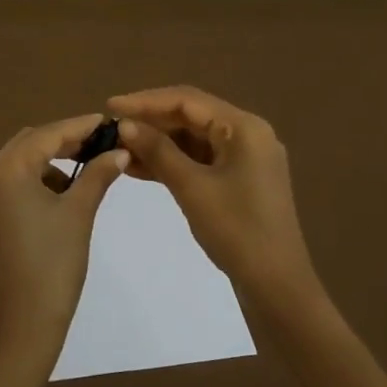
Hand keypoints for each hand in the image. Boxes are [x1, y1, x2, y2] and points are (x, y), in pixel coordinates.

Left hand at [0, 115, 129, 376]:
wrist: (20, 328)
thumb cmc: (53, 266)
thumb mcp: (79, 215)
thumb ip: (97, 175)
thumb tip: (119, 151)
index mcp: (5, 171)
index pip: (47, 135)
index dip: (79, 126)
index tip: (108, 122)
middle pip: (28, 145)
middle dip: (63, 142)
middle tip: (99, 145)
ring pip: (16, 166)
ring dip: (48, 164)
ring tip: (83, 177)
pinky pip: (7, 189)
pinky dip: (32, 185)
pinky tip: (58, 199)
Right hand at [107, 86, 320, 306]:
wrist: (276, 286)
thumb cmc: (236, 231)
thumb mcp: (192, 187)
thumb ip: (158, 151)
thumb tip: (125, 124)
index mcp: (244, 127)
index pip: (187, 100)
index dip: (145, 101)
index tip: (110, 107)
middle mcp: (248, 134)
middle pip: (191, 116)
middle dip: (151, 122)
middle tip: (112, 130)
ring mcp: (245, 158)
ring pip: (193, 139)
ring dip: (158, 143)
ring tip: (119, 148)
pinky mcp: (239, 180)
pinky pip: (200, 160)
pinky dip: (172, 162)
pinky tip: (139, 168)